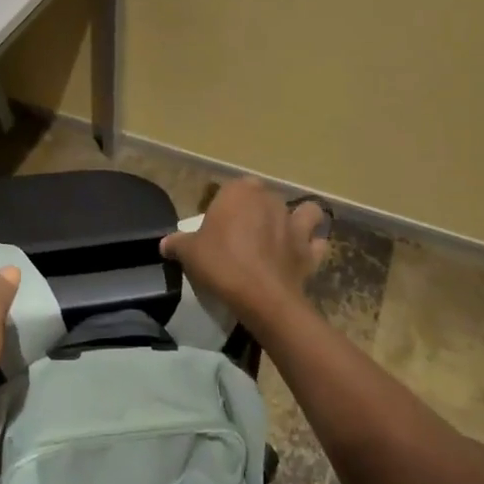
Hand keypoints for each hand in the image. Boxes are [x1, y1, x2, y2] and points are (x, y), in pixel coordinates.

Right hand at [160, 177, 328, 334]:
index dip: (228, 203)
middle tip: (244, 233)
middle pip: (266, 198)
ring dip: (300, 218)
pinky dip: (313, 247)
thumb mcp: (189, 253)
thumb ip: (177, 244)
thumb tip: (165, 244)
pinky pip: (317, 243)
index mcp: (240, 192)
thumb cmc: (221, 263)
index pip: (234, 187)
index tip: (220, 223)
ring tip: (285, 234)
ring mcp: (295, 224)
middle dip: (259, 210)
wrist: (260, 296)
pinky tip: (302, 256)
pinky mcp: (310, 250)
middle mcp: (270, 200)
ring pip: (306, 211)